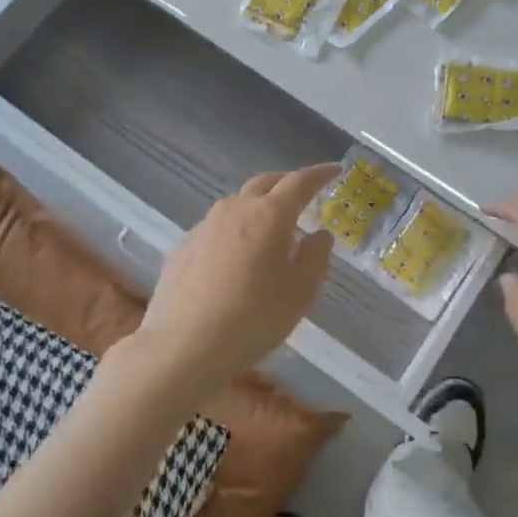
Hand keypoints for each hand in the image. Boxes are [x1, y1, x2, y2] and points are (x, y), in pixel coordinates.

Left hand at [124, 164, 339, 402]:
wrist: (185, 345)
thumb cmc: (255, 317)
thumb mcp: (301, 292)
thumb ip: (315, 257)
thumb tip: (319, 235)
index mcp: (270, 214)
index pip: (300, 182)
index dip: (319, 175)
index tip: (334, 171)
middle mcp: (235, 209)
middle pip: (265, 183)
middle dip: (286, 183)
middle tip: (302, 195)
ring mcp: (205, 226)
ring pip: (237, 204)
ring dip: (257, 207)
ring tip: (269, 229)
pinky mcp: (183, 247)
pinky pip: (216, 228)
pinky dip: (234, 231)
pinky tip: (235, 257)